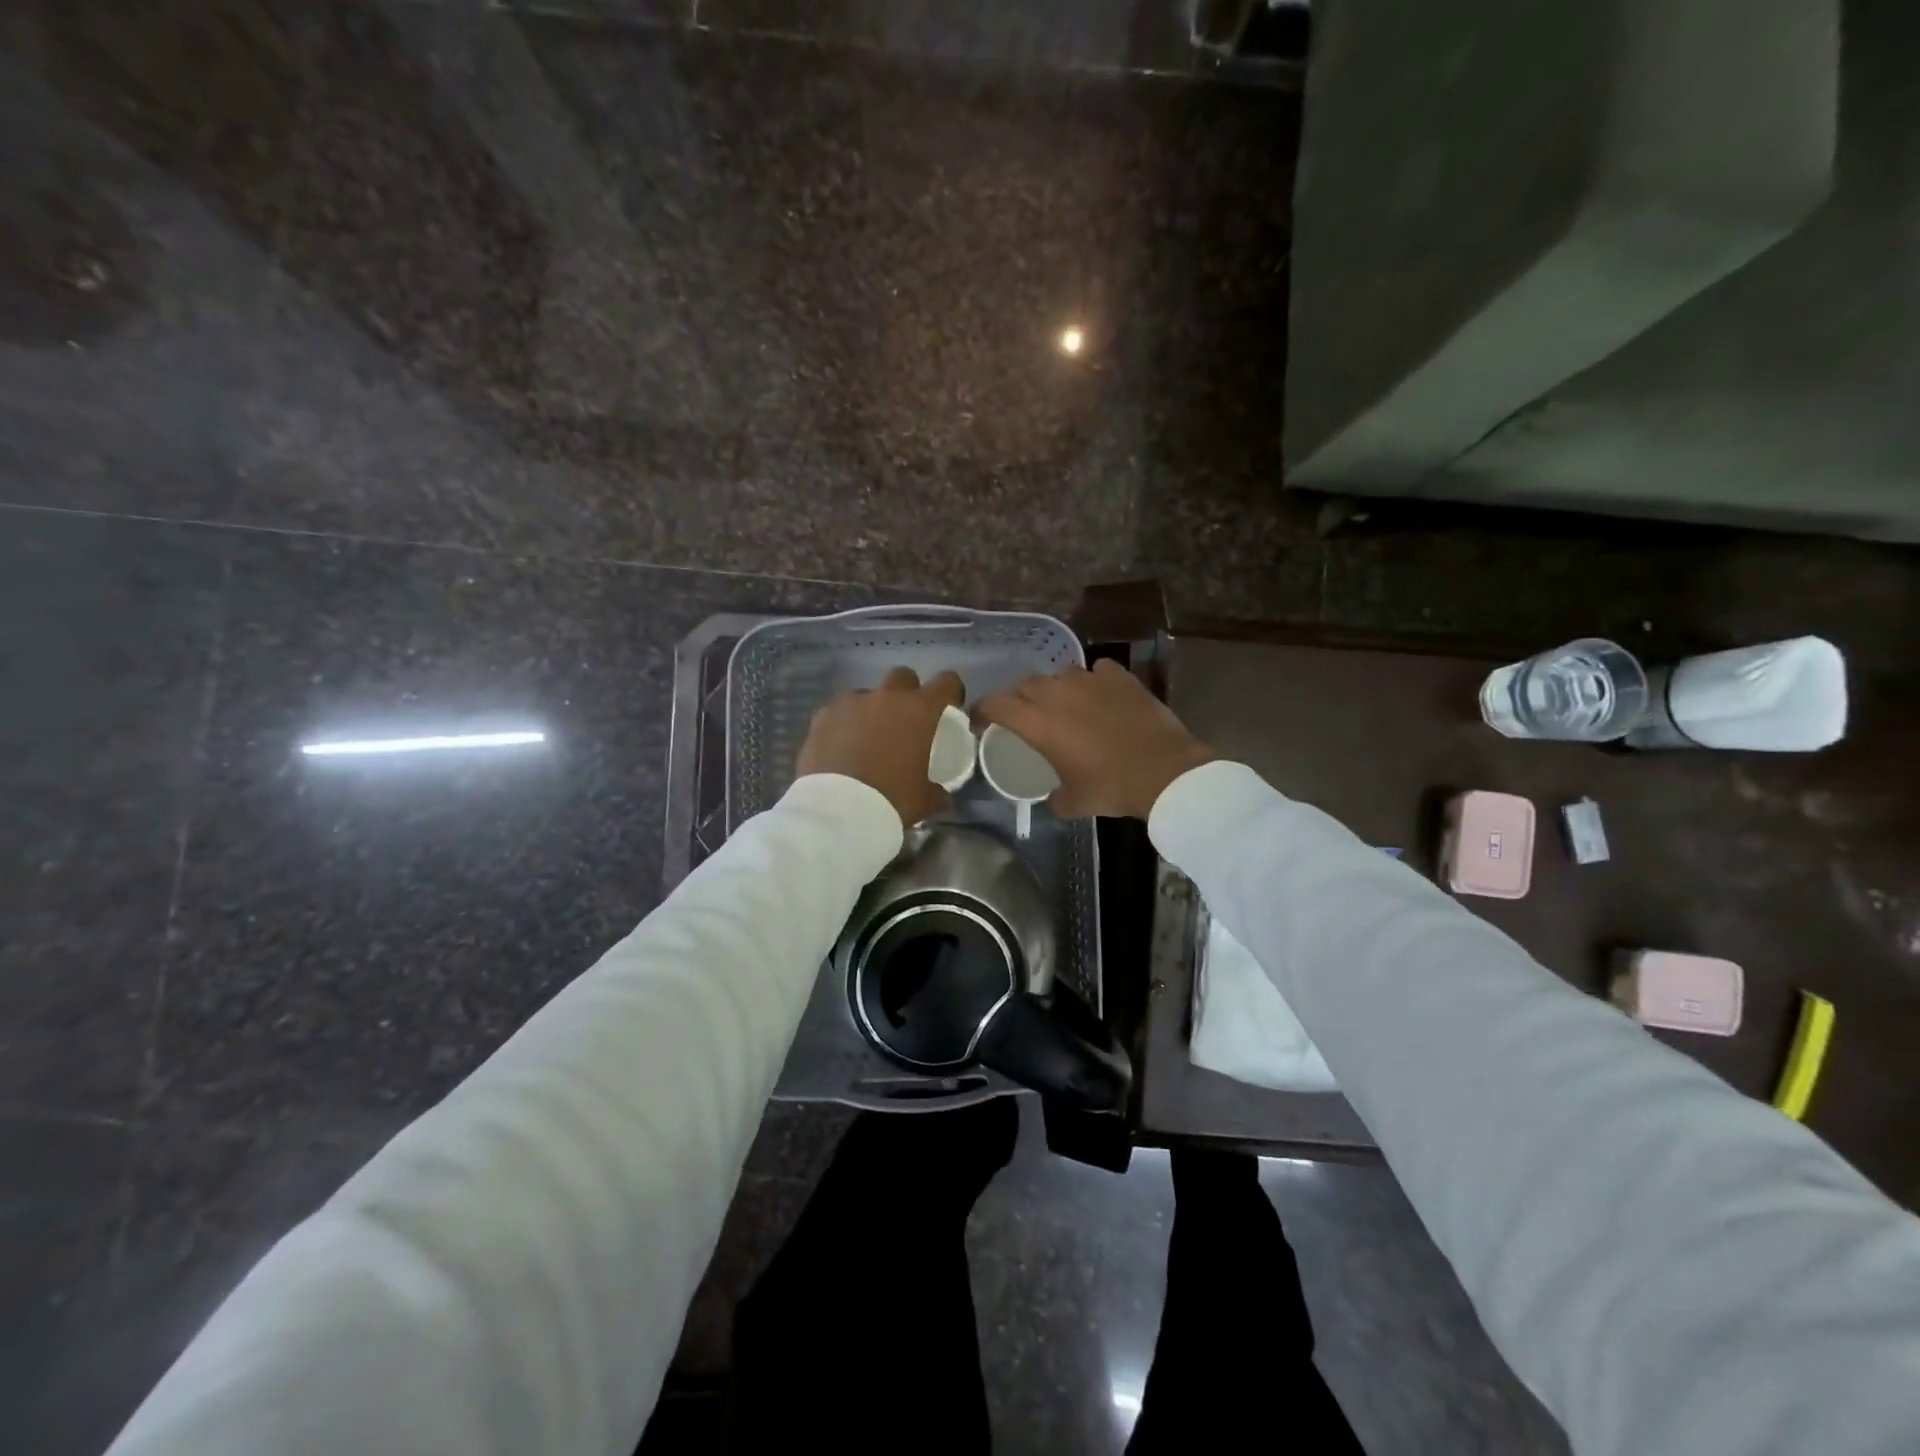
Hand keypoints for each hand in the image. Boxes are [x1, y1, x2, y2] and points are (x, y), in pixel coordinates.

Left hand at [796, 666, 965, 827]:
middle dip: (907, 693)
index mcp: (920, 711)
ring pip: (867, 694)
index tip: (948, 706)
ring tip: (867, 739)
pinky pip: (838, 712)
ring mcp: (851, 703)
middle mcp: (886, 697)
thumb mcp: (926, 800)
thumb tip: (941, 793)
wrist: (838, 810)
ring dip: (872, 710)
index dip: (950, 691)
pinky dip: (843, 725)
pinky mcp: (822, 716)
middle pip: (903, 677)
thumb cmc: (891, 800)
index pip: (946, 682)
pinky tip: (841, 748)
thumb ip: (937, 790)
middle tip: (905, 720)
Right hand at [975, 660, 1217, 820]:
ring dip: (1056, 688)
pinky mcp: (1120, 677)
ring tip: (1065, 705)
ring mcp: (1090, 680)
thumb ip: (1054, 796)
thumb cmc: (1111, 787)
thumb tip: (1053, 796)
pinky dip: (1093, 681)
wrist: (1164, 771)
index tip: (982, 722)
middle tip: (1026, 717)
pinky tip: (1100, 695)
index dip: (983, 711)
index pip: (995, 704)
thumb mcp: (1073, 802)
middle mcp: (1057, 693)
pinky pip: (1097, 670)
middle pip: (1025, 685)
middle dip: (1019, 699)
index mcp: (1037, 722)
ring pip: (1060, 674)